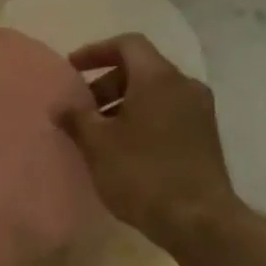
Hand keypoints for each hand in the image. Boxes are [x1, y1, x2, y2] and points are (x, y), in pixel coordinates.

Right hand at [58, 35, 244, 253]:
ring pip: (155, 93)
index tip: (72, 69)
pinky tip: (124, 148)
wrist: (199, 220)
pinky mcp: (205, 136)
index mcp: (158, 77)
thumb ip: (76, 118)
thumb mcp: (97, 144)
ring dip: (124, 104)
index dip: (96, 51)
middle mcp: (184, 85)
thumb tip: (60, 106)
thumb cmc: (142, 173)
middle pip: (141, 69)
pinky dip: (143, 118)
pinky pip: (168, 112)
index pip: (128, 44)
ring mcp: (200, 111)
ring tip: (99, 133)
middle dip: (107, 83)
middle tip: (82, 109)